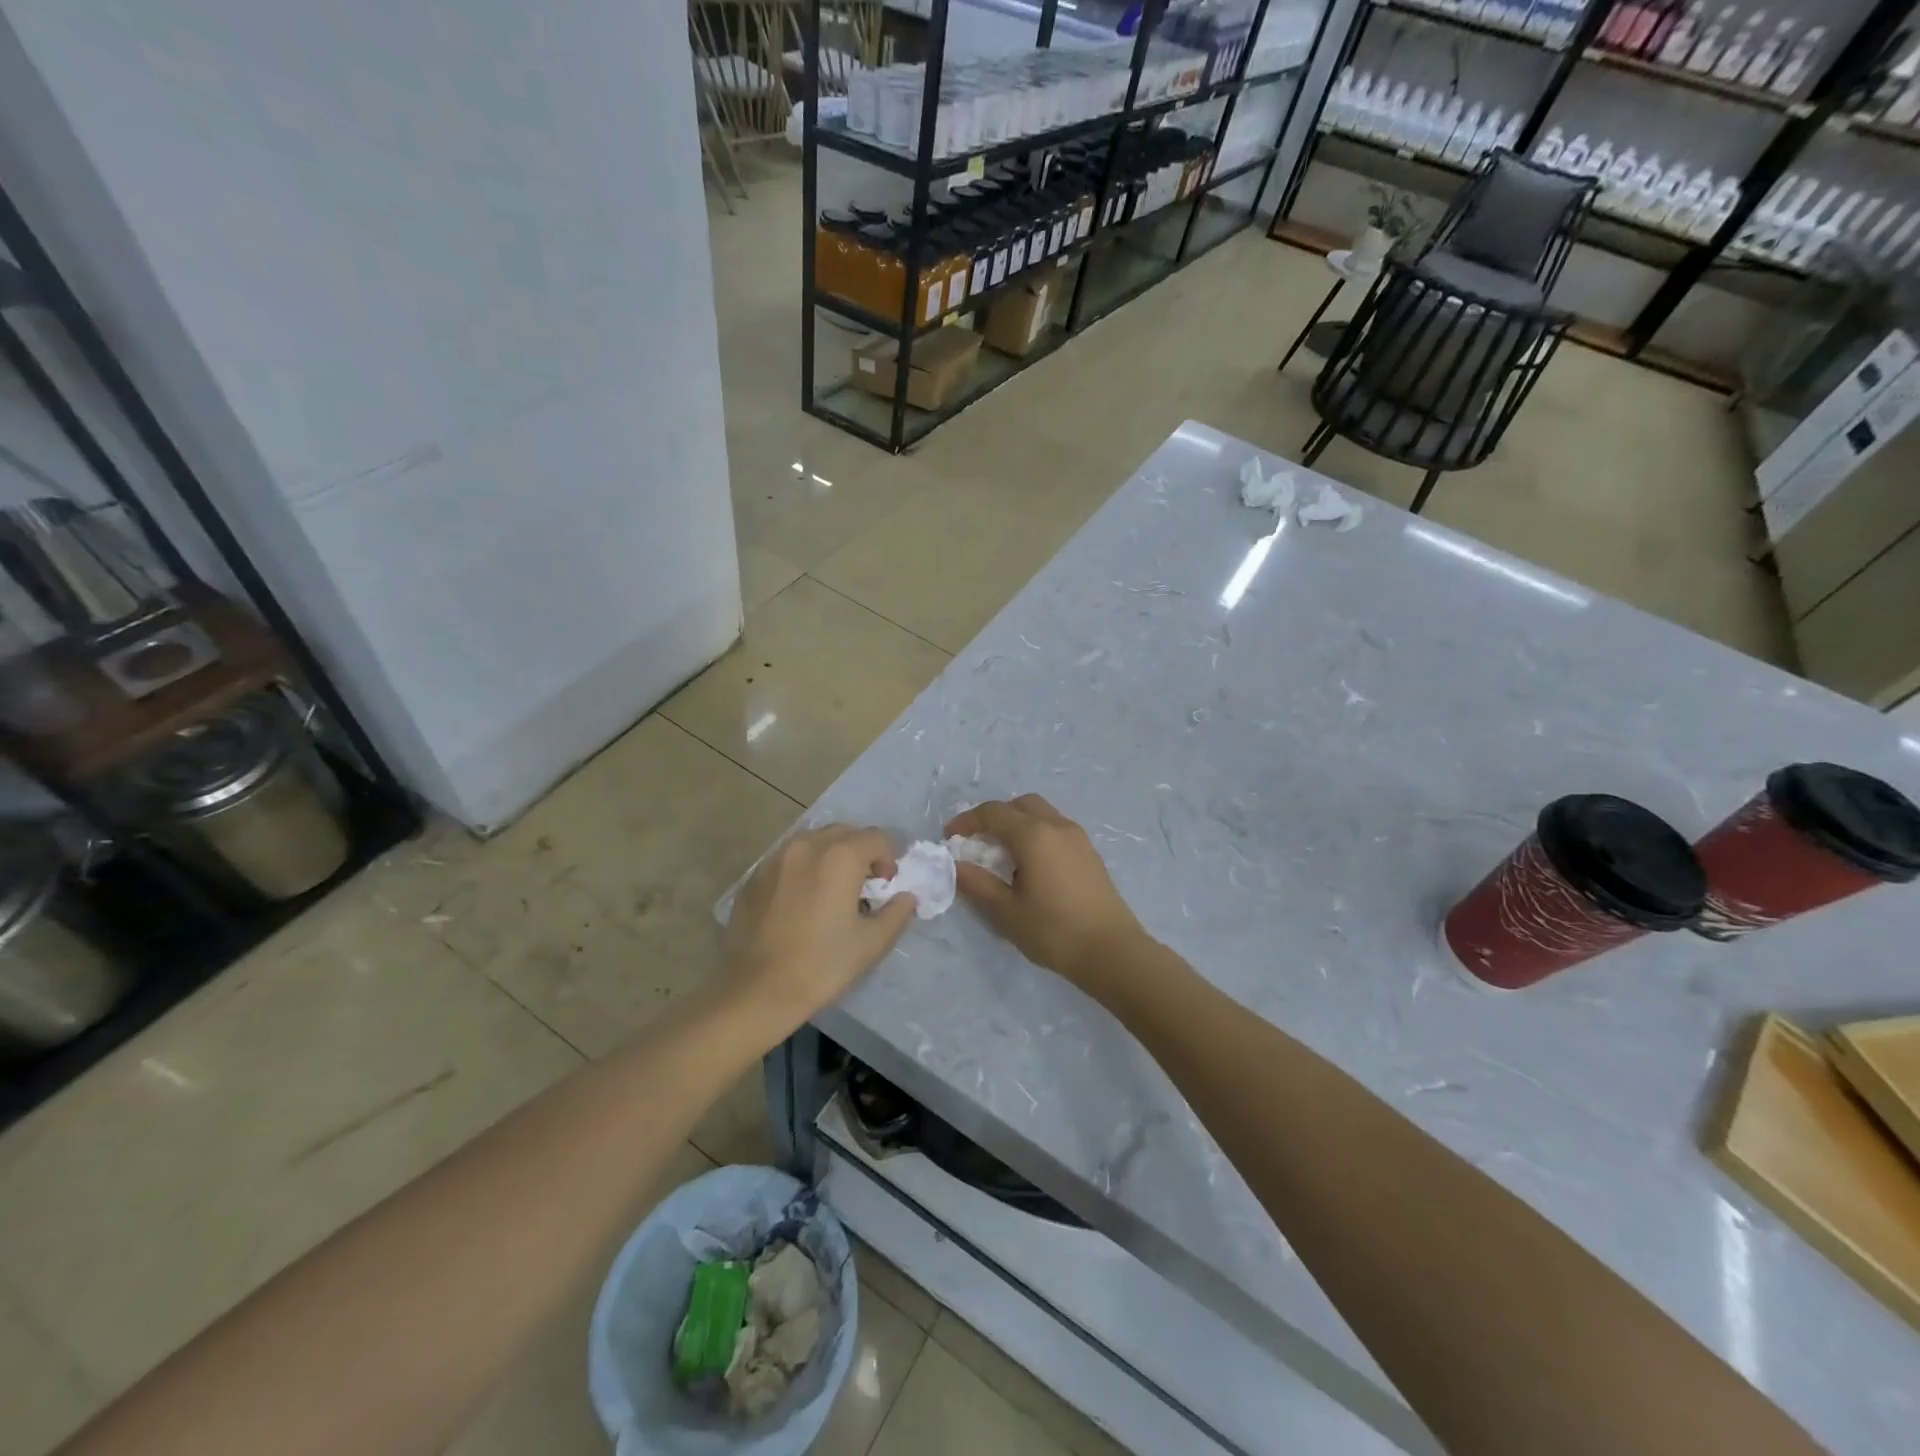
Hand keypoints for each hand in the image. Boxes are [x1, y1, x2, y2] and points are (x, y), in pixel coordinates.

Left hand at [724, 826, 916, 1036]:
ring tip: (830, 891)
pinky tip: (800, 901)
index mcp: (840, 857)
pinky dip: (803, 868)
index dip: (889, 859)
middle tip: (862, 887)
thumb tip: (906, 897)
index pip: (877, 838)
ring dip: (830, 856)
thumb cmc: (821, 966)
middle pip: (845, 833)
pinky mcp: (754, 876)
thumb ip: (897, 913)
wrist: (757, 991)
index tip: (885, 887)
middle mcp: (807, 845)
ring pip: (813, 841)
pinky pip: (788, 858)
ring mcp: (776, 858)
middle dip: (861, 852)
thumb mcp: (872, 943)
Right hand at [945, 794, 1147, 984]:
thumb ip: (978, 884)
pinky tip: (1031, 866)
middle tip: (978, 841)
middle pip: (1020, 805)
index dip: (967, 820)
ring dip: (1018, 824)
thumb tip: (956, 865)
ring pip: (1041, 814)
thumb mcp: (1007, 911)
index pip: (993, 813)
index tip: (949, 837)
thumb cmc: (1054, 930)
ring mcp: (1078, 837)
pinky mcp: (1089, 852)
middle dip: (995, 816)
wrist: (1112, 951)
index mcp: (1033, 834)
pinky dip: (1037, 834)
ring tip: (1003, 854)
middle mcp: (1057, 825)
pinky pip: (1056, 829)